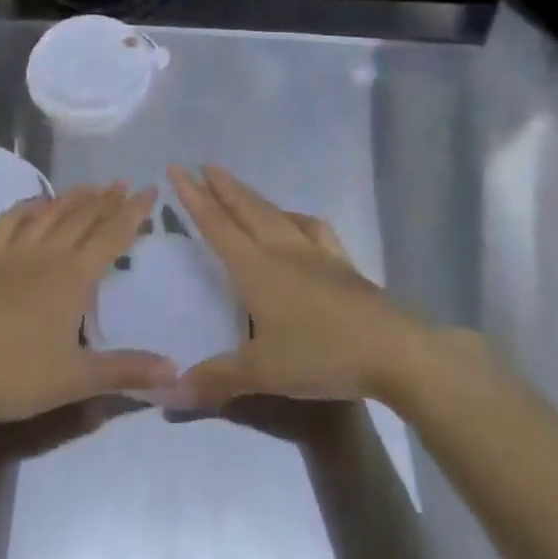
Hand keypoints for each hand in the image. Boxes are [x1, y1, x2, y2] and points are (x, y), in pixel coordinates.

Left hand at [0, 184, 175, 428]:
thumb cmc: (14, 375)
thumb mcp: (76, 379)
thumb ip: (127, 371)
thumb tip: (176, 369)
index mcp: (72, 277)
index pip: (111, 235)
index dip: (133, 213)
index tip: (149, 191)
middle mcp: (46, 253)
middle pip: (83, 217)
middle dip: (107, 199)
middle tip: (124, 185)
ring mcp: (12, 250)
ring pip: (50, 212)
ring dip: (74, 197)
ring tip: (91, 187)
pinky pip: (11, 219)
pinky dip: (29, 206)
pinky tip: (36, 204)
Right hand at [168, 165, 420, 408]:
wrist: (391, 350)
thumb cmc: (321, 355)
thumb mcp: (262, 372)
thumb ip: (215, 379)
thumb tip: (166, 392)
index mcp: (255, 268)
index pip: (216, 225)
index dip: (193, 197)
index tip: (176, 169)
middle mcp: (280, 249)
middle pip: (245, 209)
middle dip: (222, 186)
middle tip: (202, 165)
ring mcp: (314, 252)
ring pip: (275, 213)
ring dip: (252, 196)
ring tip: (238, 187)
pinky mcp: (340, 261)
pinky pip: (311, 227)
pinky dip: (295, 217)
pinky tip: (295, 220)